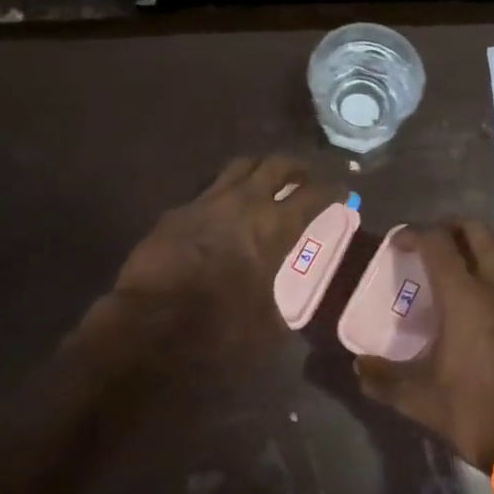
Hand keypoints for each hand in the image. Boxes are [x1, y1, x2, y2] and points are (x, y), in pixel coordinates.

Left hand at [104, 155, 323, 358]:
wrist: (150, 325)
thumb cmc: (219, 328)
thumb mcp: (267, 324)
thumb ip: (281, 302)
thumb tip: (284, 307)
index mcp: (275, 227)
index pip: (315, 195)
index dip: (333, 190)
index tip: (343, 191)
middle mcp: (245, 203)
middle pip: (277, 165)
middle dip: (297, 167)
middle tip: (305, 176)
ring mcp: (207, 202)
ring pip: (240, 166)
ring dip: (259, 169)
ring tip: (265, 180)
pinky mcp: (178, 211)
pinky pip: (207, 191)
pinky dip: (223, 194)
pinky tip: (221, 210)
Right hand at [353, 221, 493, 470]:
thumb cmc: (474, 413)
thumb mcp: (419, 400)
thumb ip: (383, 378)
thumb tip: (358, 366)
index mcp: (465, 298)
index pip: (437, 243)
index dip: (414, 233)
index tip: (398, 243)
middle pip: (477, 230)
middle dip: (449, 227)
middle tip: (430, 244)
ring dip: (480, 241)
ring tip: (461, 259)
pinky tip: (493, 285)